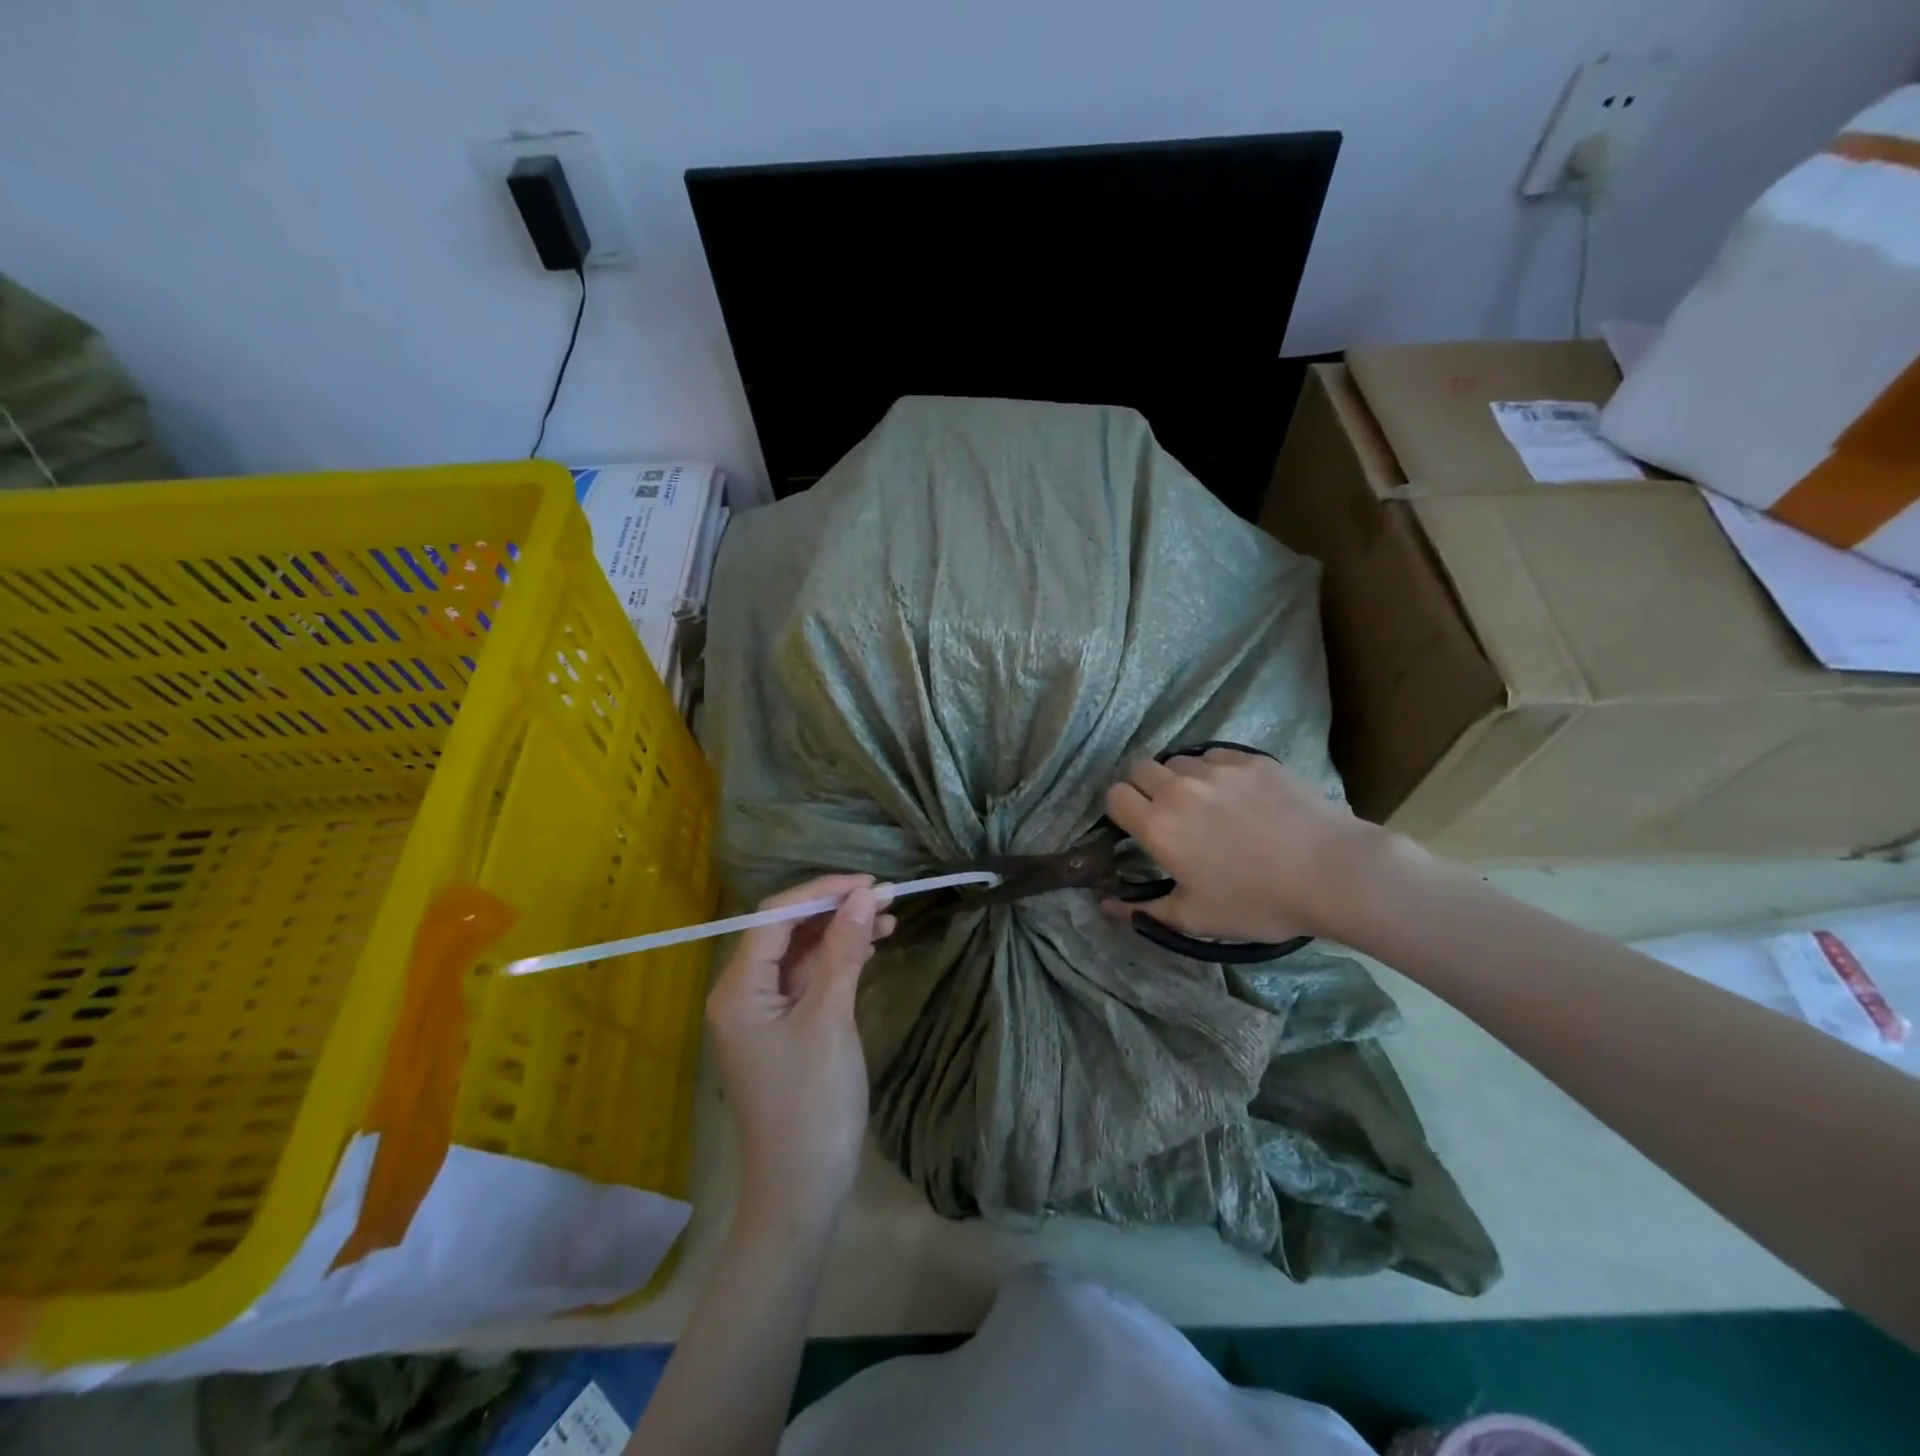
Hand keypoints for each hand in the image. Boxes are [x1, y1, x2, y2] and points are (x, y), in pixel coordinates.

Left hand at [706, 875, 896, 1238]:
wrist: (803, 1190)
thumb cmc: (812, 1104)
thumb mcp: (830, 1020)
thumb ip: (844, 952)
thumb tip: (864, 896)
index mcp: (738, 988)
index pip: (775, 916)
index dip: (822, 891)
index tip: (870, 883)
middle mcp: (742, 992)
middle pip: (786, 930)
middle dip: (835, 909)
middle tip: (886, 898)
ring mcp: (763, 1011)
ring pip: (801, 953)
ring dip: (841, 933)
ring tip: (889, 918)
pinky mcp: (784, 1027)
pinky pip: (809, 978)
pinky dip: (839, 960)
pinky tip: (872, 947)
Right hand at [1102, 749, 1383, 943]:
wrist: (1331, 872)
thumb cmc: (1258, 902)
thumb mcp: (1196, 918)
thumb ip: (1144, 912)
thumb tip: (1105, 906)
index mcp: (1158, 826)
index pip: (1114, 795)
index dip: (1120, 809)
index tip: (1137, 826)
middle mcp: (1178, 789)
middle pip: (1139, 767)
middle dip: (1144, 786)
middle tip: (1168, 813)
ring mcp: (1216, 769)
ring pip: (1179, 760)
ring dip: (1181, 778)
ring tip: (1206, 803)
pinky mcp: (1250, 760)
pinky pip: (1216, 755)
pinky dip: (1215, 770)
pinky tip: (1238, 794)